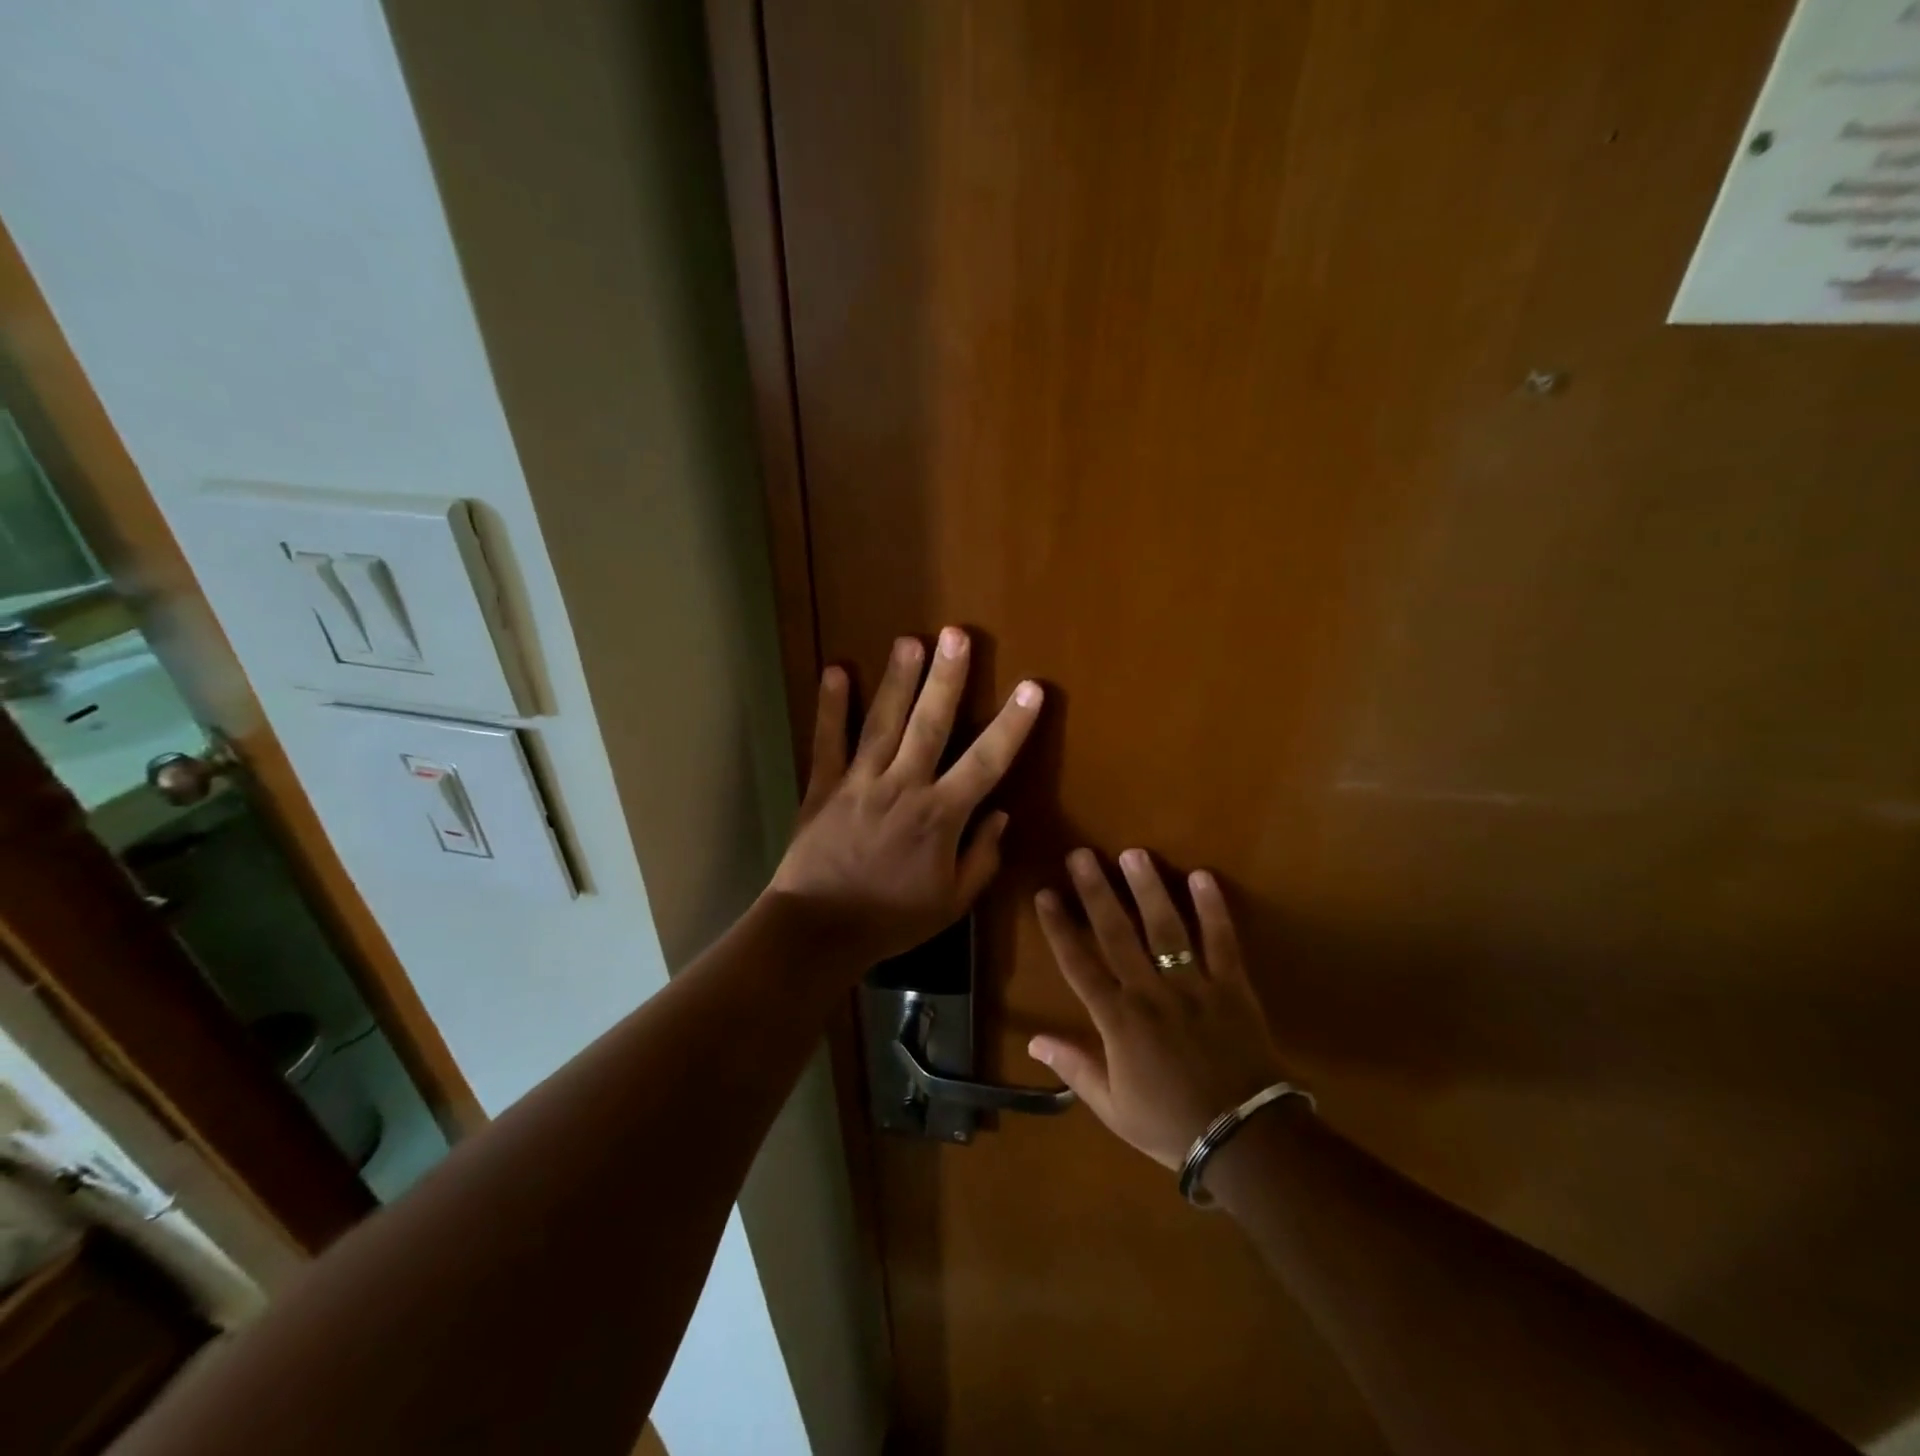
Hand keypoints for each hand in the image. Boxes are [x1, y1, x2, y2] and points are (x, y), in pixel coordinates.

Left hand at [769, 628, 1043, 965]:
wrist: (819, 930)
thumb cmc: (892, 919)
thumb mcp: (951, 902)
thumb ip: (981, 858)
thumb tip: (1001, 815)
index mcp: (940, 816)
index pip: (986, 762)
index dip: (1012, 725)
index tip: (1031, 688)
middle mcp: (904, 787)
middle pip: (930, 725)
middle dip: (947, 679)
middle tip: (958, 635)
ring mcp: (860, 782)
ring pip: (882, 722)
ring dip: (898, 680)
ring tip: (910, 640)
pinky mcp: (824, 786)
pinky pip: (828, 741)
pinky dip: (830, 707)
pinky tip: (833, 670)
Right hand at [1030, 849, 1288, 1169]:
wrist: (1245, 1141)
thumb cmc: (1171, 1125)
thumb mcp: (1113, 1108)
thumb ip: (1075, 1068)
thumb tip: (1034, 1040)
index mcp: (1118, 1022)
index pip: (1079, 964)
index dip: (1059, 927)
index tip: (1045, 893)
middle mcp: (1150, 993)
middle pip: (1117, 934)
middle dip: (1096, 892)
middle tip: (1082, 854)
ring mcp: (1193, 987)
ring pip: (1165, 929)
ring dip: (1148, 889)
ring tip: (1134, 853)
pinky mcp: (1232, 987)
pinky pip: (1222, 942)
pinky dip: (1213, 910)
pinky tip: (1202, 876)